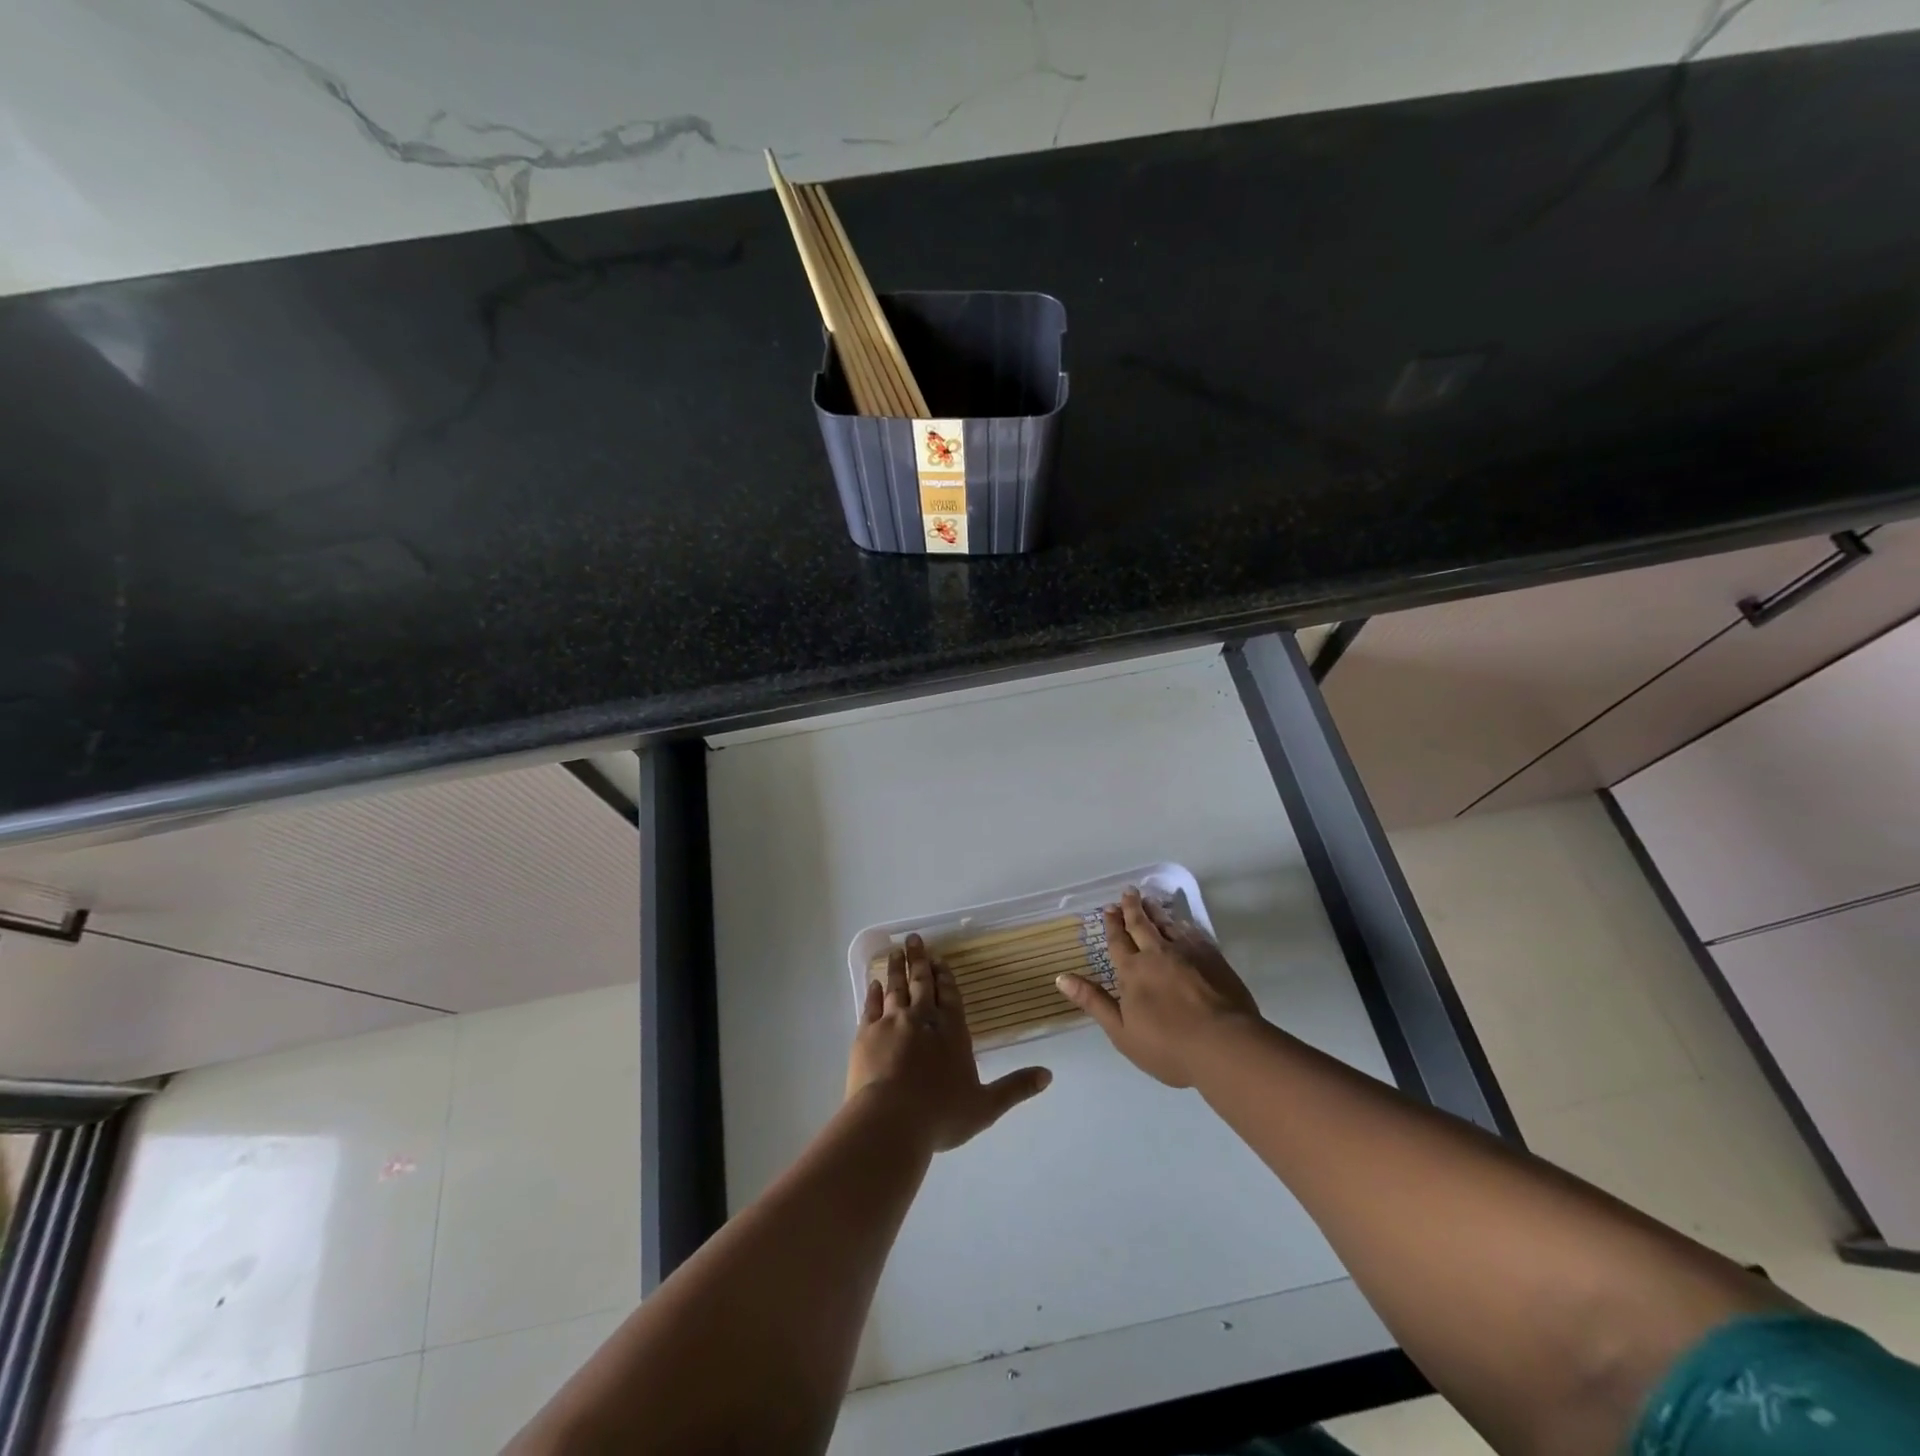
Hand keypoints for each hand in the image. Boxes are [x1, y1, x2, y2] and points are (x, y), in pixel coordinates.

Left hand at [847, 935, 1051, 1152]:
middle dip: (920, 961)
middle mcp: (922, 1019)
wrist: (889, 1121)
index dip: (945, 977)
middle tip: (914, 939)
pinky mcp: (866, 1034)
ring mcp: (892, 1023)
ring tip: (896, 951)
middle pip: (922, 983)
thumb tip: (1048, 1075)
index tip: (939, 958)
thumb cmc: (940, 1115)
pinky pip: (871, 1006)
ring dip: (896, 969)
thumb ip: (1015, 1088)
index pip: (950, 996)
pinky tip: (873, 983)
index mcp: (952, 1032)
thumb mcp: (985, 1106)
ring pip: (895, 988)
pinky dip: (873, 993)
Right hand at [1055, 888, 1261, 1087]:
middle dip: (1132, 908)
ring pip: (1166, 925)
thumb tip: (1060, 977)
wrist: (1224, 1045)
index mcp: (1132, 972)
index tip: (1108, 908)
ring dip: (1155, 912)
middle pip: (1141, 925)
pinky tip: (1182, 922)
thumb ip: (1093, 1001)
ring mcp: (1186, 953)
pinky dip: (1183, 924)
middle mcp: (1156, 954)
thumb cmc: (1167, 1046)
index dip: (1112, 925)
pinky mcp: (1212, 957)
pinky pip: (1192, 933)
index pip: (1118, 942)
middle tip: (1127, 892)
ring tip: (1149, 901)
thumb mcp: (1121, 1031)